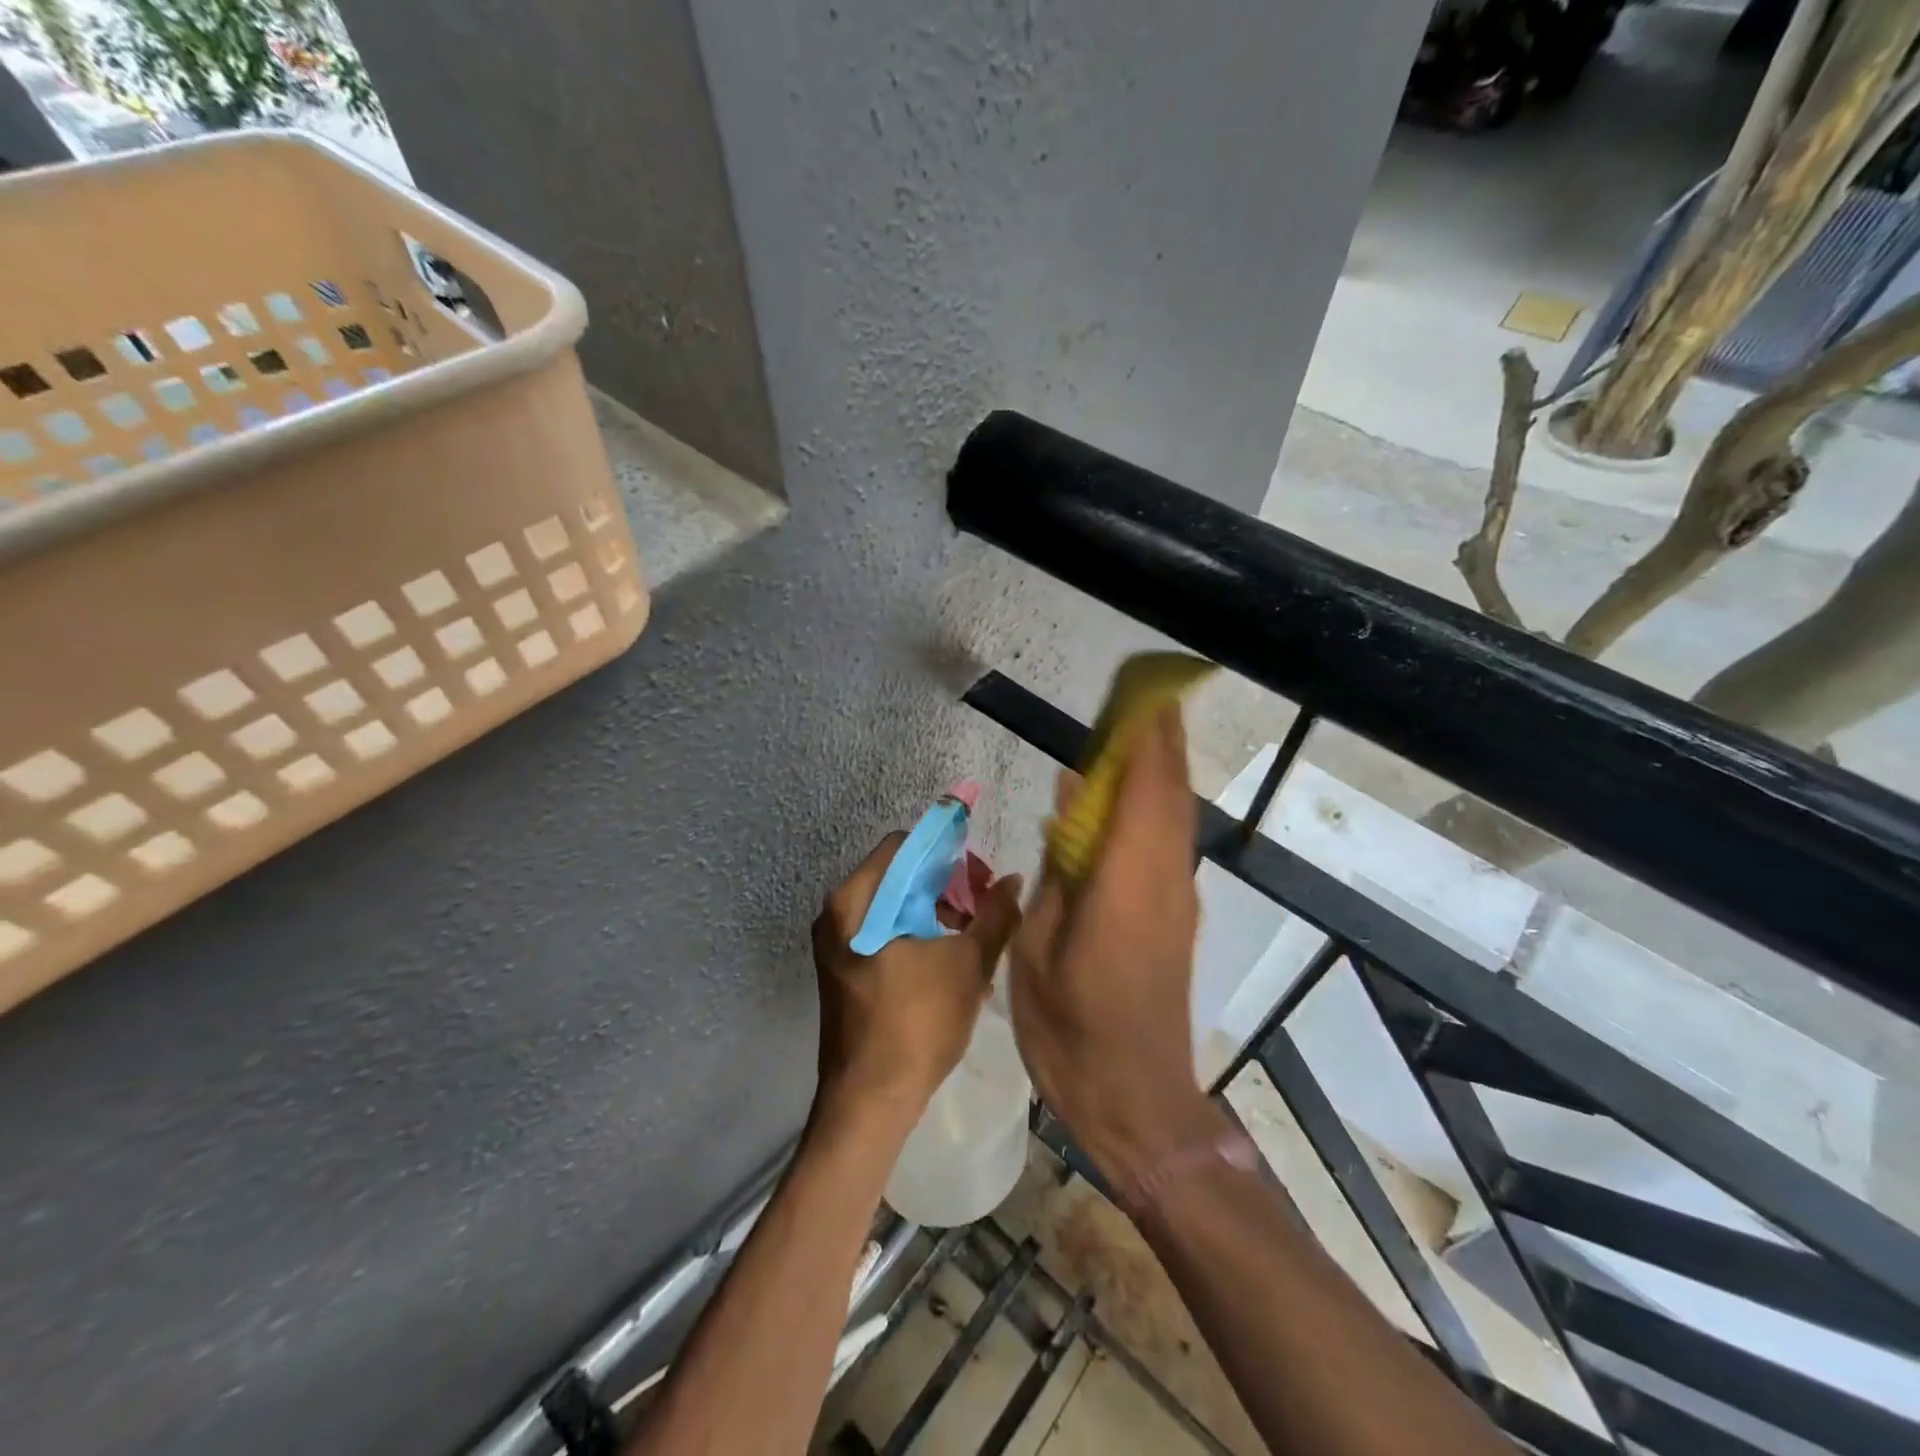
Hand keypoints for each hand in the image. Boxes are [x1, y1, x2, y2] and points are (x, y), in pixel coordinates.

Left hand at [812, 833, 1023, 1122]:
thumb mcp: (966, 964)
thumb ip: (994, 916)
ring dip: (938, 913)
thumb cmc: (916, 1023)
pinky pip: (887, 933)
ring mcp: (838, 944)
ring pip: (896, 906)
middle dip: (948, 887)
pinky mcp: (847, 969)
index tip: (981, 880)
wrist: (869, 1102)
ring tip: (974, 940)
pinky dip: (921, 936)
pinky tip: (954, 963)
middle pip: (900, 875)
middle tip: (984, 911)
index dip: (948, 854)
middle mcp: (837, 913)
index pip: (905, 845)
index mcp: (855, 901)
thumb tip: (1013, 881)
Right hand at [1009, 706, 1221, 1198]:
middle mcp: (1164, 879)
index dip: (1143, 736)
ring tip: (1139, 735)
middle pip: (1170, 792)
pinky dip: (1158, 807)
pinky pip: (1171, 843)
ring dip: (1163, 770)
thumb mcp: (1040, 945)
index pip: (1140, 788)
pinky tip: (1131, 802)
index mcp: (1125, 881)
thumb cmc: (1070, 1029)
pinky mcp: (1178, 917)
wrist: (1136, 1102)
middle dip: (1161, 740)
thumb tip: (1068, 800)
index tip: (1138, 693)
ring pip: (1178, 816)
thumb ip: (1061, 865)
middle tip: (1144, 699)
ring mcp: (1178, 899)